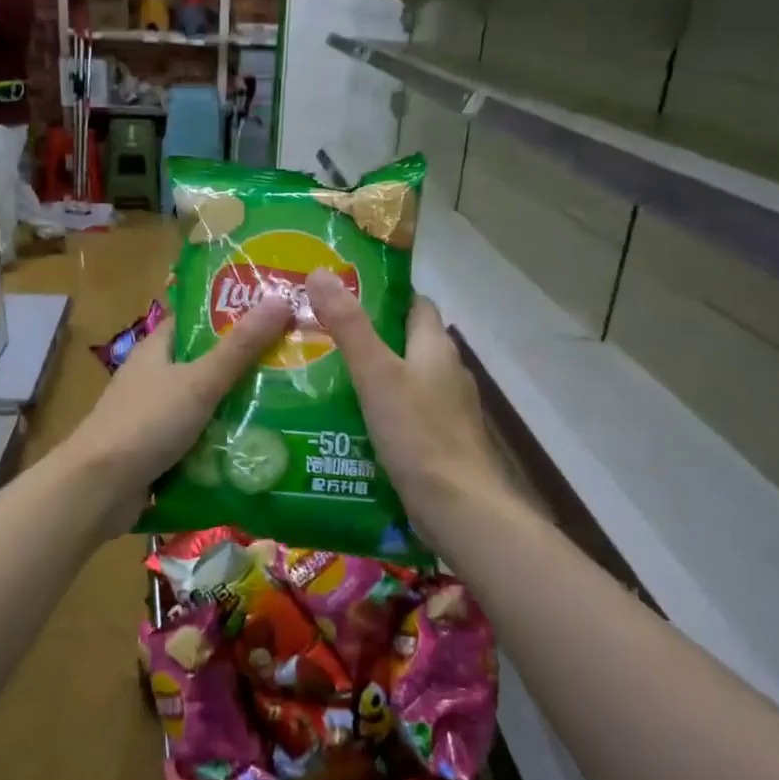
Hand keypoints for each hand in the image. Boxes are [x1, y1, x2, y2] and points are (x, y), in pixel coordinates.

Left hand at [61, 293, 294, 519]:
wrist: (98, 488)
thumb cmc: (146, 423)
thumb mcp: (199, 381)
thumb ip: (240, 348)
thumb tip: (280, 300)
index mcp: (157, 349)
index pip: (198, 321)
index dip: (234, 315)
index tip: (276, 315)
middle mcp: (154, 378)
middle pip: (206, 364)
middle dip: (246, 367)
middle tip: (294, 366)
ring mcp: (155, 417)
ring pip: (205, 406)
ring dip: (238, 409)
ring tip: (290, 407)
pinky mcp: (159, 451)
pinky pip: (199, 441)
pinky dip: (222, 443)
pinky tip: (259, 448)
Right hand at [305, 269, 506, 543]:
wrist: (457, 506)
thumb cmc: (417, 433)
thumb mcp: (376, 374)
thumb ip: (348, 325)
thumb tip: (320, 273)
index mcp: (435, 347)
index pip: (414, 304)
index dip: (382, 296)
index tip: (342, 296)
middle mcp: (447, 372)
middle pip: (406, 342)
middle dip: (369, 338)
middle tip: (321, 339)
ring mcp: (447, 409)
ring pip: (406, 380)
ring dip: (373, 377)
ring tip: (325, 380)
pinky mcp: (440, 442)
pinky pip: (406, 414)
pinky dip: (382, 411)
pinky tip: (350, 424)